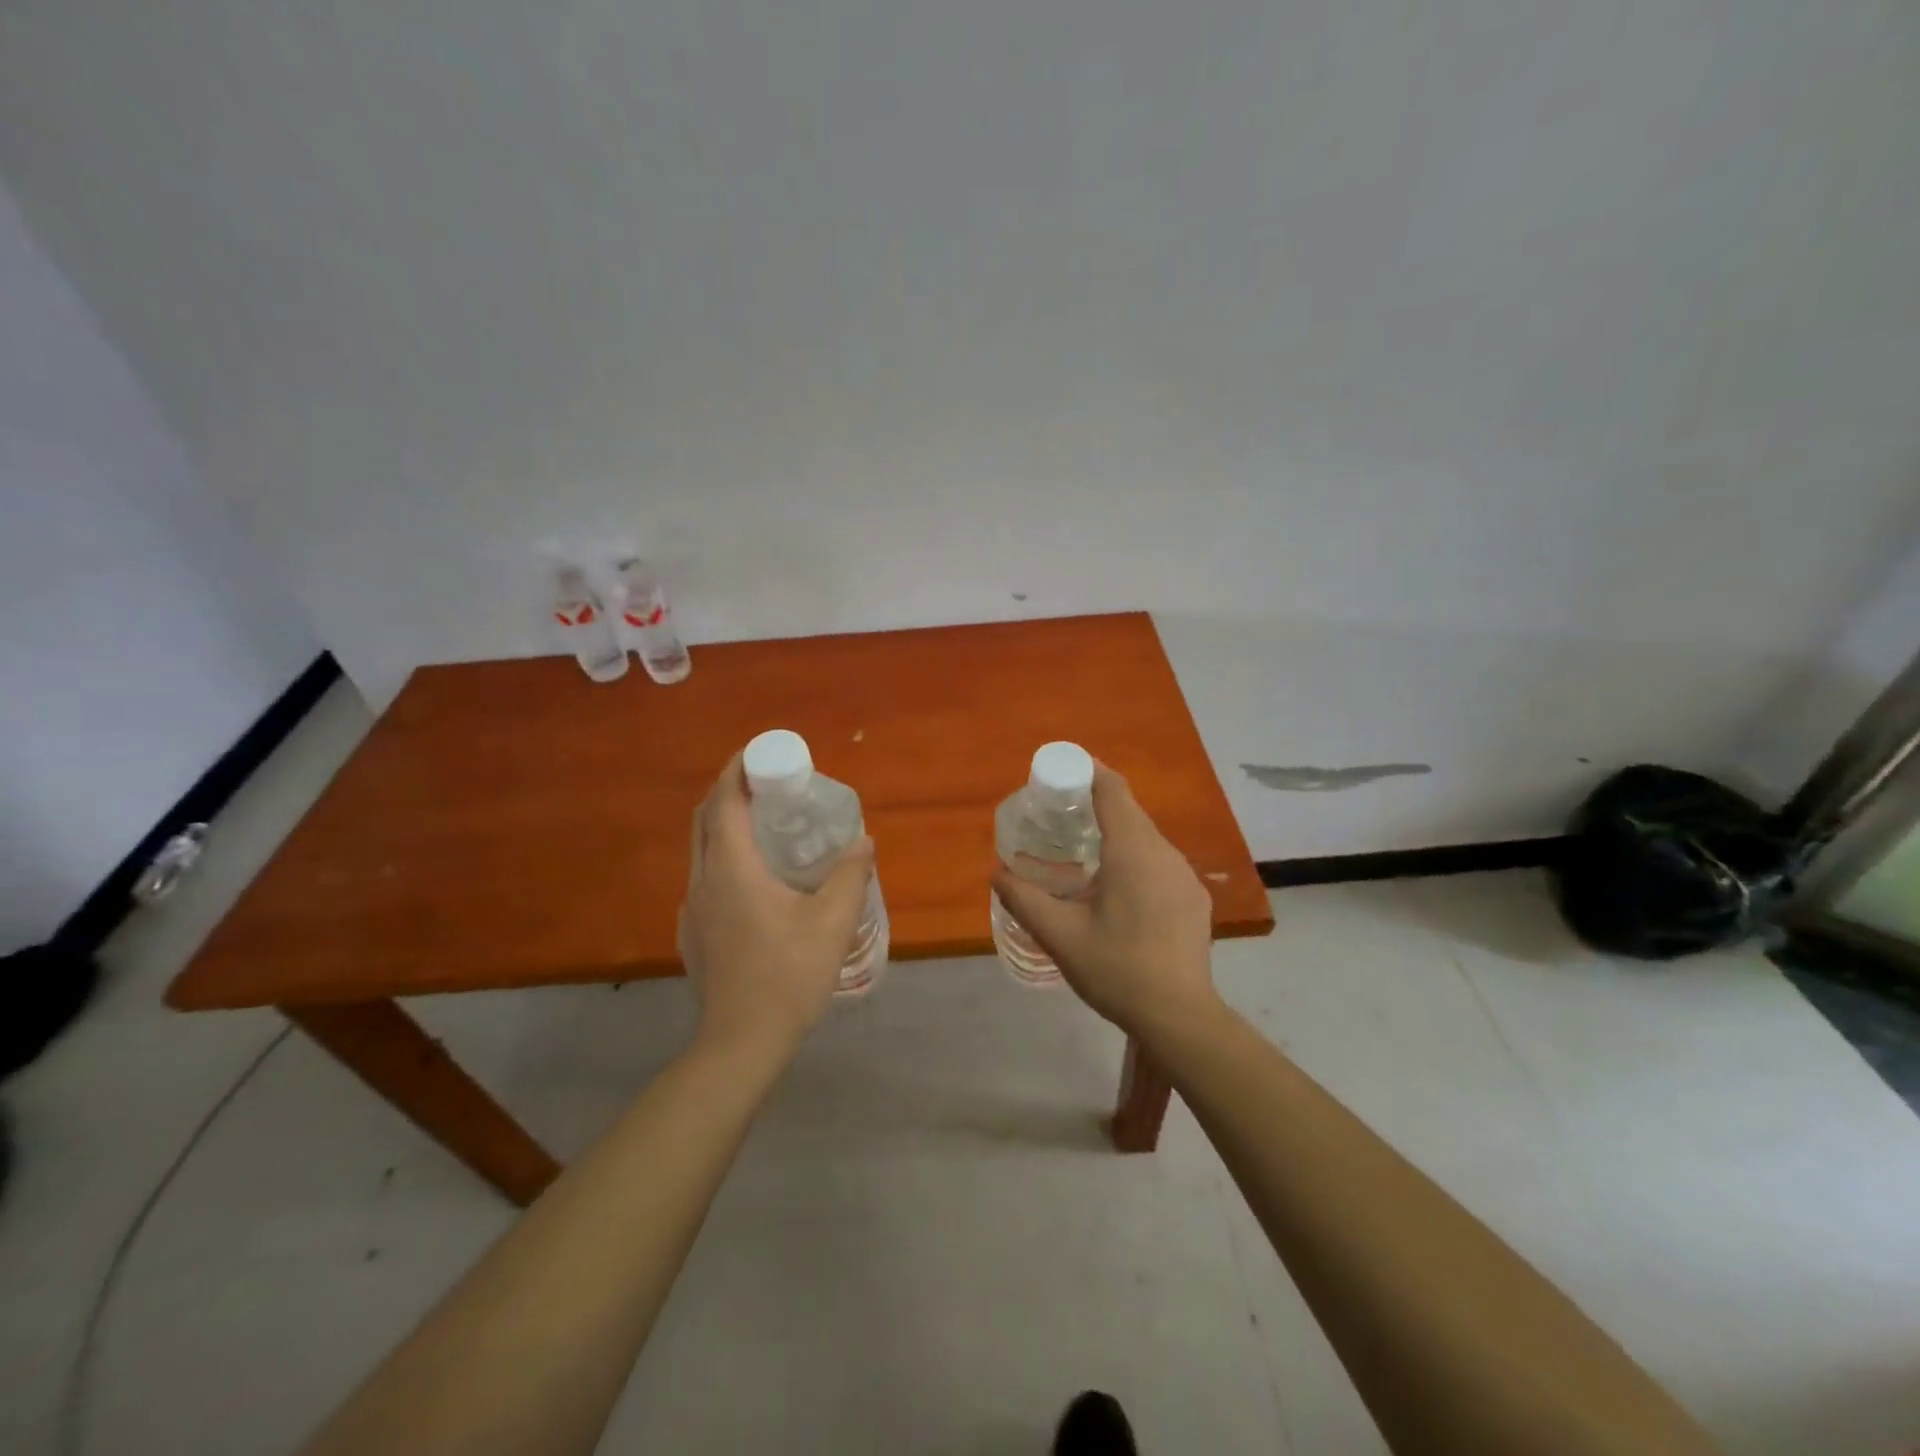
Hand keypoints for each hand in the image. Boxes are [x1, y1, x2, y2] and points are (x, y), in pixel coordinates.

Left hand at [678, 754, 875, 1057]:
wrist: (740, 1043)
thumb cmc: (788, 975)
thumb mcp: (832, 922)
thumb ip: (851, 875)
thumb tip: (863, 842)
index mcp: (732, 869)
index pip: (724, 802)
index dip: (737, 771)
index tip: (759, 753)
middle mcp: (703, 881)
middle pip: (705, 820)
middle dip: (730, 793)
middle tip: (767, 786)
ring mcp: (693, 909)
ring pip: (702, 850)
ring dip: (726, 827)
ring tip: (766, 828)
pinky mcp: (693, 933)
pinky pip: (705, 878)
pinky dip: (725, 859)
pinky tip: (756, 882)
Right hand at [991, 764, 1219, 1039]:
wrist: (1180, 1017)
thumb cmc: (1117, 970)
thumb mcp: (1060, 936)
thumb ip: (1024, 900)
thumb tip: (997, 874)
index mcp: (1133, 852)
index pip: (1113, 790)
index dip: (1088, 770)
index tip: (1062, 769)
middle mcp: (1164, 853)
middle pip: (1130, 810)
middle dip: (1097, 801)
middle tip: (1061, 811)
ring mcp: (1184, 876)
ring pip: (1147, 836)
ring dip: (1117, 831)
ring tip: (1084, 849)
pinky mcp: (1194, 898)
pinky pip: (1160, 860)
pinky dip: (1135, 856)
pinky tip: (1118, 887)